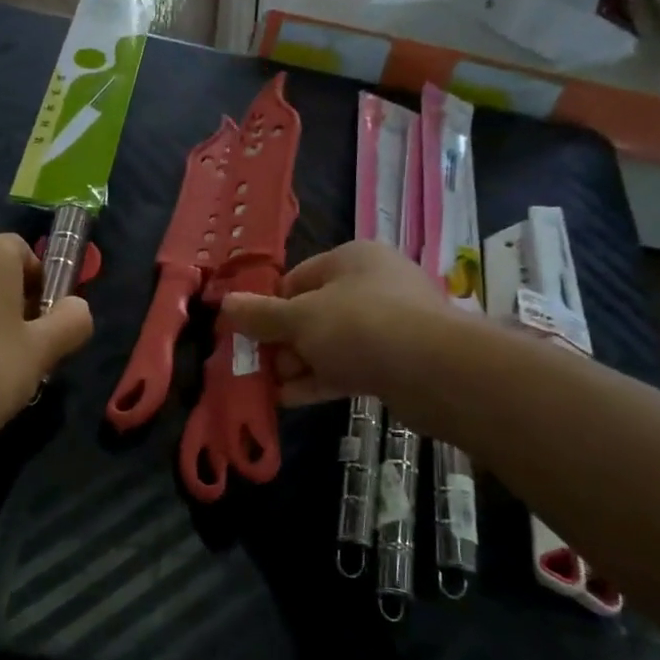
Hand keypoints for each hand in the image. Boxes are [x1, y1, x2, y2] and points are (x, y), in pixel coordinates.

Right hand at [219, 240, 465, 409]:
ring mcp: (387, 324)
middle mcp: (370, 285)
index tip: (246, 334)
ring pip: (328, 343)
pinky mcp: (395, 360)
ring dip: (296, 365)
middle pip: (311, 313)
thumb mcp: (300, 318)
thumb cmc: (359, 326)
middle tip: (254, 367)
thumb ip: (261, 315)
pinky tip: (288, 400)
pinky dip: (318, 380)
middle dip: (281, 342)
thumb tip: (225, 304)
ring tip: (265, 388)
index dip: (268, 307)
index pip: (296, 279)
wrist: (433, 370)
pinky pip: (347, 367)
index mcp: (351, 259)